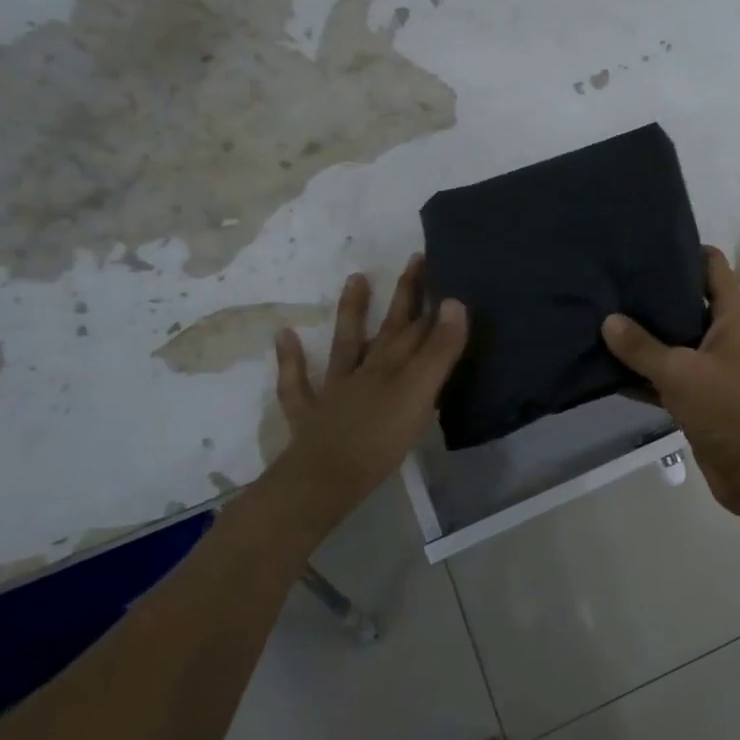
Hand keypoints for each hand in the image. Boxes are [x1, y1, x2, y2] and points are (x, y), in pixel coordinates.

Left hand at [268, 253, 467, 518]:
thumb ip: (439, 351)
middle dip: (404, 295)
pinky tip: (283, 336)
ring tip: (355, 278)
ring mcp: (335, 390)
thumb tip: (455, 301)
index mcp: (394, 366)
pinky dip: (291, 359)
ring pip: (345, 344)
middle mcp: (366, 370)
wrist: (324, 480)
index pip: (417, 324)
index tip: (438, 263)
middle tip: (413, 260)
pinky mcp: (311, 415)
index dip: (429, 295)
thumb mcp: (420, 394)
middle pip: (388, 327)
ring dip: (351, 312)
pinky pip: (297, 383)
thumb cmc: (380, 439)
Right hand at [602, 246, 739, 515]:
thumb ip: (642, 347)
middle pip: (684, 300)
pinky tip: (604, 365)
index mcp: (731, 315)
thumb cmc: (730, 409)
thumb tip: (608, 320)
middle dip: (650, 293)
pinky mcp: (696, 397)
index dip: (681, 249)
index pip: (710, 265)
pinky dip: (640, 373)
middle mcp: (722, 334)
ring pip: (670, 340)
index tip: (641, 243)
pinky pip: (663, 375)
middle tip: (607, 279)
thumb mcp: (682, 373)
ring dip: (640, 335)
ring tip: (597, 315)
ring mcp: (709, 366)